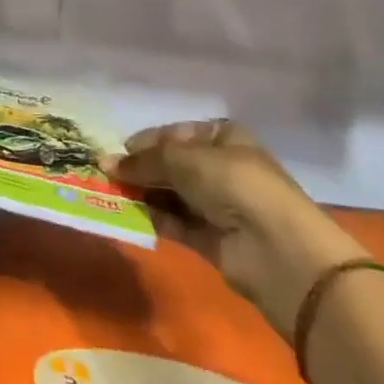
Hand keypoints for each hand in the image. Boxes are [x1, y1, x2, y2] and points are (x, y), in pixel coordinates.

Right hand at [112, 120, 368, 339]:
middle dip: (141, 169)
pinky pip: (175, 223)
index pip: (176, 134)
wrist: (278, 249)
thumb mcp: (183, 159)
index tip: (118, 150)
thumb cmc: (234, 184)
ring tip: (109, 193)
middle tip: (106, 174)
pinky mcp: (212, 240)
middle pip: (172, 165)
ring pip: (171, 194)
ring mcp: (218, 205)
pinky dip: (153, 218)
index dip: (146, 141)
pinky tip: (127, 214)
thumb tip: (104, 162)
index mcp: (223, 137)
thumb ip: (143, 161)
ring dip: (143, 193)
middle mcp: (222, 168)